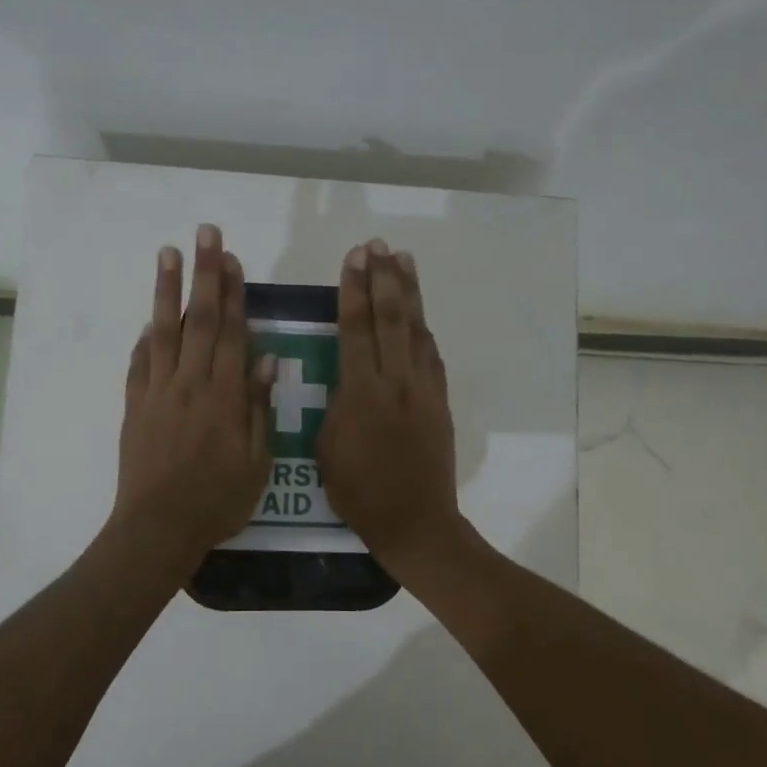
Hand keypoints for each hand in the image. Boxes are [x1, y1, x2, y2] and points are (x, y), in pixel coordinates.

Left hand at [110, 223, 275, 566]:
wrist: (158, 528)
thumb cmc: (217, 501)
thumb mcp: (256, 462)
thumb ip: (259, 408)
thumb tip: (267, 360)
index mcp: (225, 396)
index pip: (232, 332)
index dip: (234, 293)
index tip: (234, 259)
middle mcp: (190, 383)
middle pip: (200, 319)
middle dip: (205, 274)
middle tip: (205, 233)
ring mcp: (158, 392)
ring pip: (164, 331)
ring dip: (167, 290)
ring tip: (168, 253)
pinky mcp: (135, 406)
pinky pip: (140, 364)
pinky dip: (145, 339)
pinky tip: (149, 320)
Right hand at [317, 239, 463, 569]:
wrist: (414, 520)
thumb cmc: (359, 491)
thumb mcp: (326, 448)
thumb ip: (337, 404)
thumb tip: (346, 378)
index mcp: (361, 392)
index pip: (355, 329)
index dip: (353, 290)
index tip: (353, 258)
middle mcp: (396, 381)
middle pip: (390, 318)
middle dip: (382, 278)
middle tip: (377, 245)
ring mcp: (424, 389)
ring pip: (416, 330)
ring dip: (409, 292)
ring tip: (403, 259)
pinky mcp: (440, 401)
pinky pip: (432, 355)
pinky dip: (424, 328)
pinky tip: (419, 312)